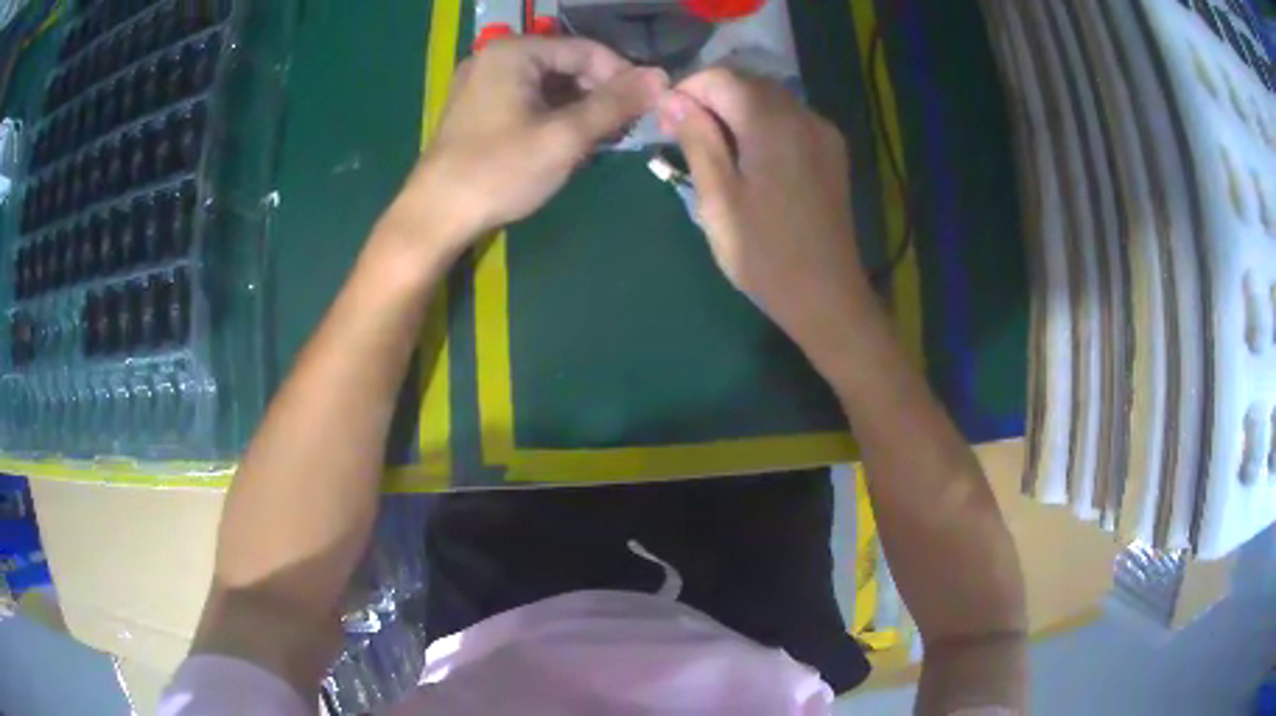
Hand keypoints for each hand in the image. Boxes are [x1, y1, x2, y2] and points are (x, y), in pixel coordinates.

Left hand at [382, 37, 667, 260]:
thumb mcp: (564, 137)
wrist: (435, 217)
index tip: (646, 109)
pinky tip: (569, 142)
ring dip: (580, 108)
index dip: (622, 76)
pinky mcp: (479, 107)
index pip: (587, 50)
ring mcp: (483, 82)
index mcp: (514, 52)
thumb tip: (662, 77)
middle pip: (567, 64)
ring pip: (550, 85)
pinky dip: (555, 116)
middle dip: (600, 94)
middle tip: (623, 130)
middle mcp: (496, 57)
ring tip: (600, 140)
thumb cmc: (498, 172)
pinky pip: (530, 100)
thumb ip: (615, 104)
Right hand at [658, 69, 871, 354]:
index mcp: (772, 124)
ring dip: (736, 109)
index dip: (687, 90)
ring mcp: (823, 132)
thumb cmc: (764, 254)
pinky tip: (752, 156)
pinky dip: (763, 123)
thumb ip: (697, 140)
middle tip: (685, 135)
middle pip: (748, 82)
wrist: (827, 295)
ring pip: (770, 98)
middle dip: (711, 98)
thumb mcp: (717, 199)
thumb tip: (672, 99)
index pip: (720, 78)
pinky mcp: (833, 150)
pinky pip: (791, 118)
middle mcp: (803, 115)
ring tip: (715, 147)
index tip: (666, 121)